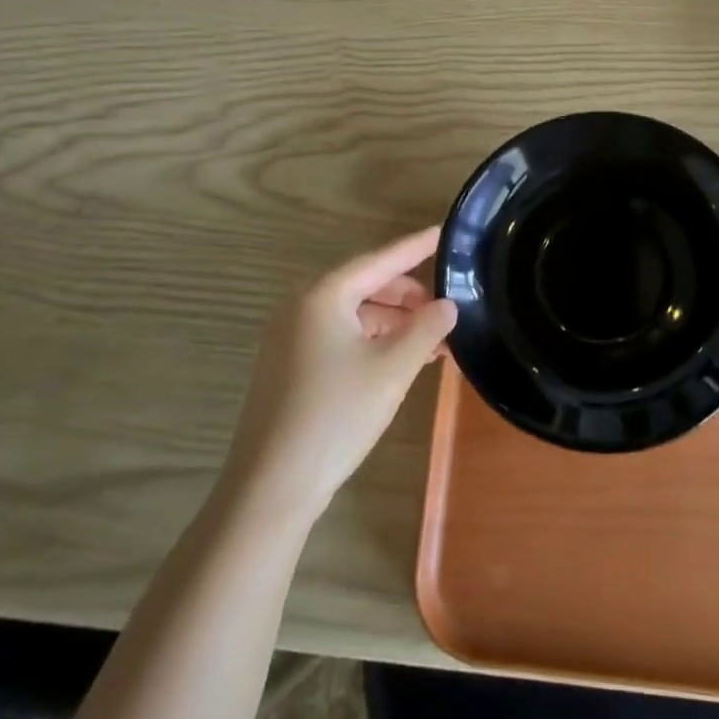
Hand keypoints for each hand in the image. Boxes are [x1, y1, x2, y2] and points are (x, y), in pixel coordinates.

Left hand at [224, 228, 455, 519]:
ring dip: (394, 322)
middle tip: (447, 308)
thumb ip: (426, 328)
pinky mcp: (290, 364)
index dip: (416, 247)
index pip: (380, 259)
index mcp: (322, 295)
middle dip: (409, 295)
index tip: (445, 231)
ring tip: (433, 341)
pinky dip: (373, 340)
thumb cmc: (335, 416)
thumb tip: (448, 304)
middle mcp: (301, 306)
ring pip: (354, 313)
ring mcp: (290, 336)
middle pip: (366, 284)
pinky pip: (339, 335)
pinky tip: (400, 360)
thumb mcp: (392, 369)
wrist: (270, 487)